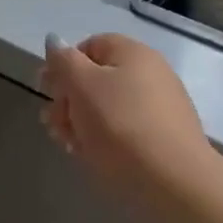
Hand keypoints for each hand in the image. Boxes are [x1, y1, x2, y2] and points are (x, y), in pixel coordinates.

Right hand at [40, 34, 218, 199]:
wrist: (174, 181)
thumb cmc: (120, 125)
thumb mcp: (81, 86)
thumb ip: (63, 60)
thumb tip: (54, 41)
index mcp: (133, 53)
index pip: (89, 46)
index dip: (63, 65)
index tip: (47, 91)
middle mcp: (151, 72)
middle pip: (97, 78)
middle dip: (69, 99)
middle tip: (53, 123)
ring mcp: (161, 106)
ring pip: (109, 107)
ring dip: (82, 121)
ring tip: (70, 144)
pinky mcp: (165, 137)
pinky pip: (126, 129)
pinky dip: (106, 138)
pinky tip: (94, 156)